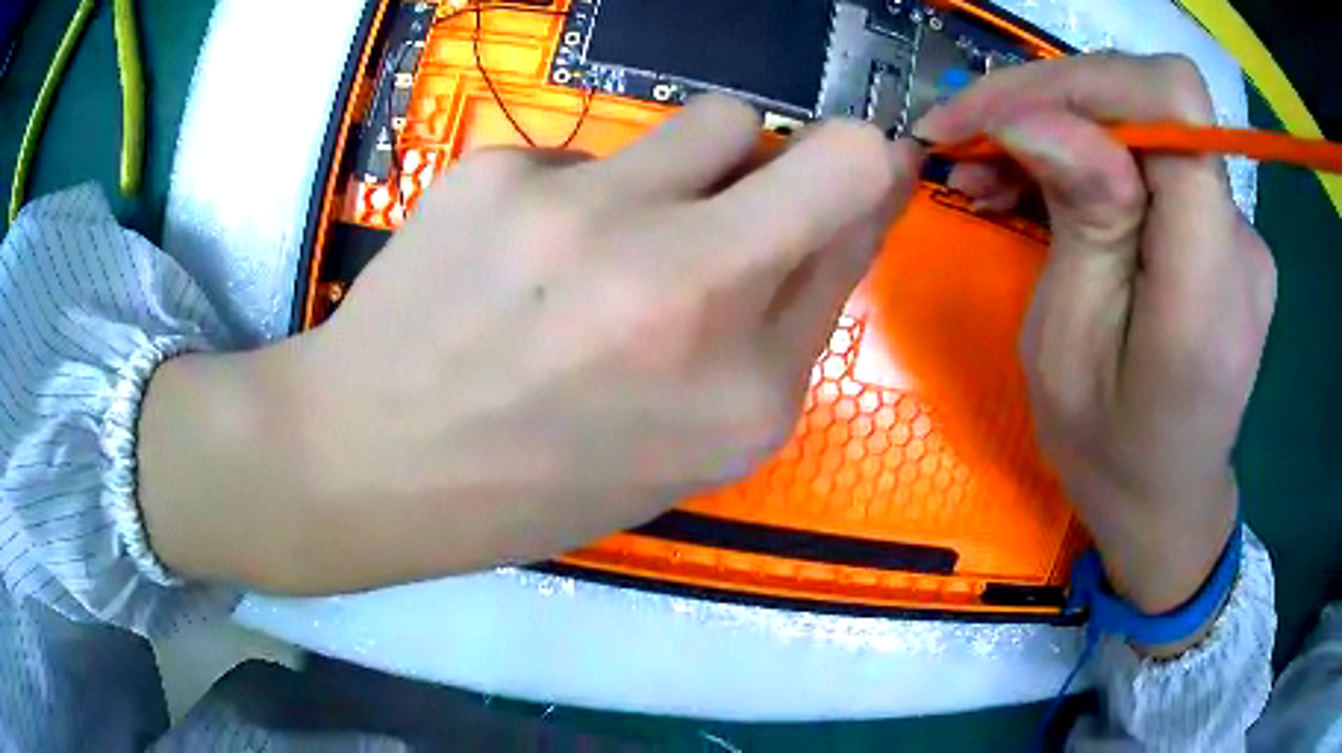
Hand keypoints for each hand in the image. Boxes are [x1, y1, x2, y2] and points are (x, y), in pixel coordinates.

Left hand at [138, 95, 923, 593]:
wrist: (368, 460)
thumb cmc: (532, 482)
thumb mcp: (686, 446)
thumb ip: (779, 331)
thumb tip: (840, 221)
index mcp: (746, 394)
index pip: (859, 231)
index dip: (876, 190)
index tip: (877, 171)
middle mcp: (689, 287)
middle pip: (829, 149)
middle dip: (831, 154)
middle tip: (774, 188)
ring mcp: (587, 213)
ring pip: (716, 119)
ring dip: (699, 166)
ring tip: (620, 234)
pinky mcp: (499, 170)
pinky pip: (589, 151)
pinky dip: (578, 193)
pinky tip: (518, 255)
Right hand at [917, 54, 1275, 617]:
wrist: (1169, 505)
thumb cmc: (1110, 456)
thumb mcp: (1068, 352)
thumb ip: (1079, 223)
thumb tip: (1039, 119)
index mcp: (1207, 285)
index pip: (1175, 103)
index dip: (1086, 83)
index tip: (999, 117)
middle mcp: (1239, 240)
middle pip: (1153, 100)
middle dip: (1052, 98)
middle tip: (964, 135)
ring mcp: (1238, 233)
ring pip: (1146, 122)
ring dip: (1061, 125)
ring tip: (986, 168)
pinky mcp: (1223, 234)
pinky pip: (1154, 161)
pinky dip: (1090, 156)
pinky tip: (1040, 185)